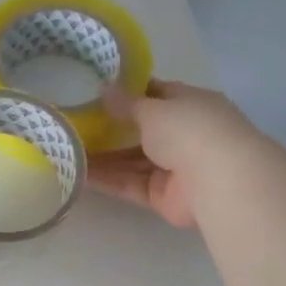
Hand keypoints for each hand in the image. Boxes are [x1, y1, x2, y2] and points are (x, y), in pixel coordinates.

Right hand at [86, 80, 270, 230]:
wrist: (218, 181)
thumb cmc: (189, 129)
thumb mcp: (153, 108)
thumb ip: (126, 103)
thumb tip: (103, 89)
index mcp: (189, 104)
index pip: (156, 94)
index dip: (128, 93)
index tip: (96, 92)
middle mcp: (183, 134)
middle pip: (141, 131)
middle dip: (110, 129)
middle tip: (73, 125)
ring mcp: (173, 168)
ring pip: (132, 161)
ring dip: (103, 158)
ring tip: (67, 151)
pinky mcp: (162, 197)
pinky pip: (130, 185)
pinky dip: (108, 180)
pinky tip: (79, 175)